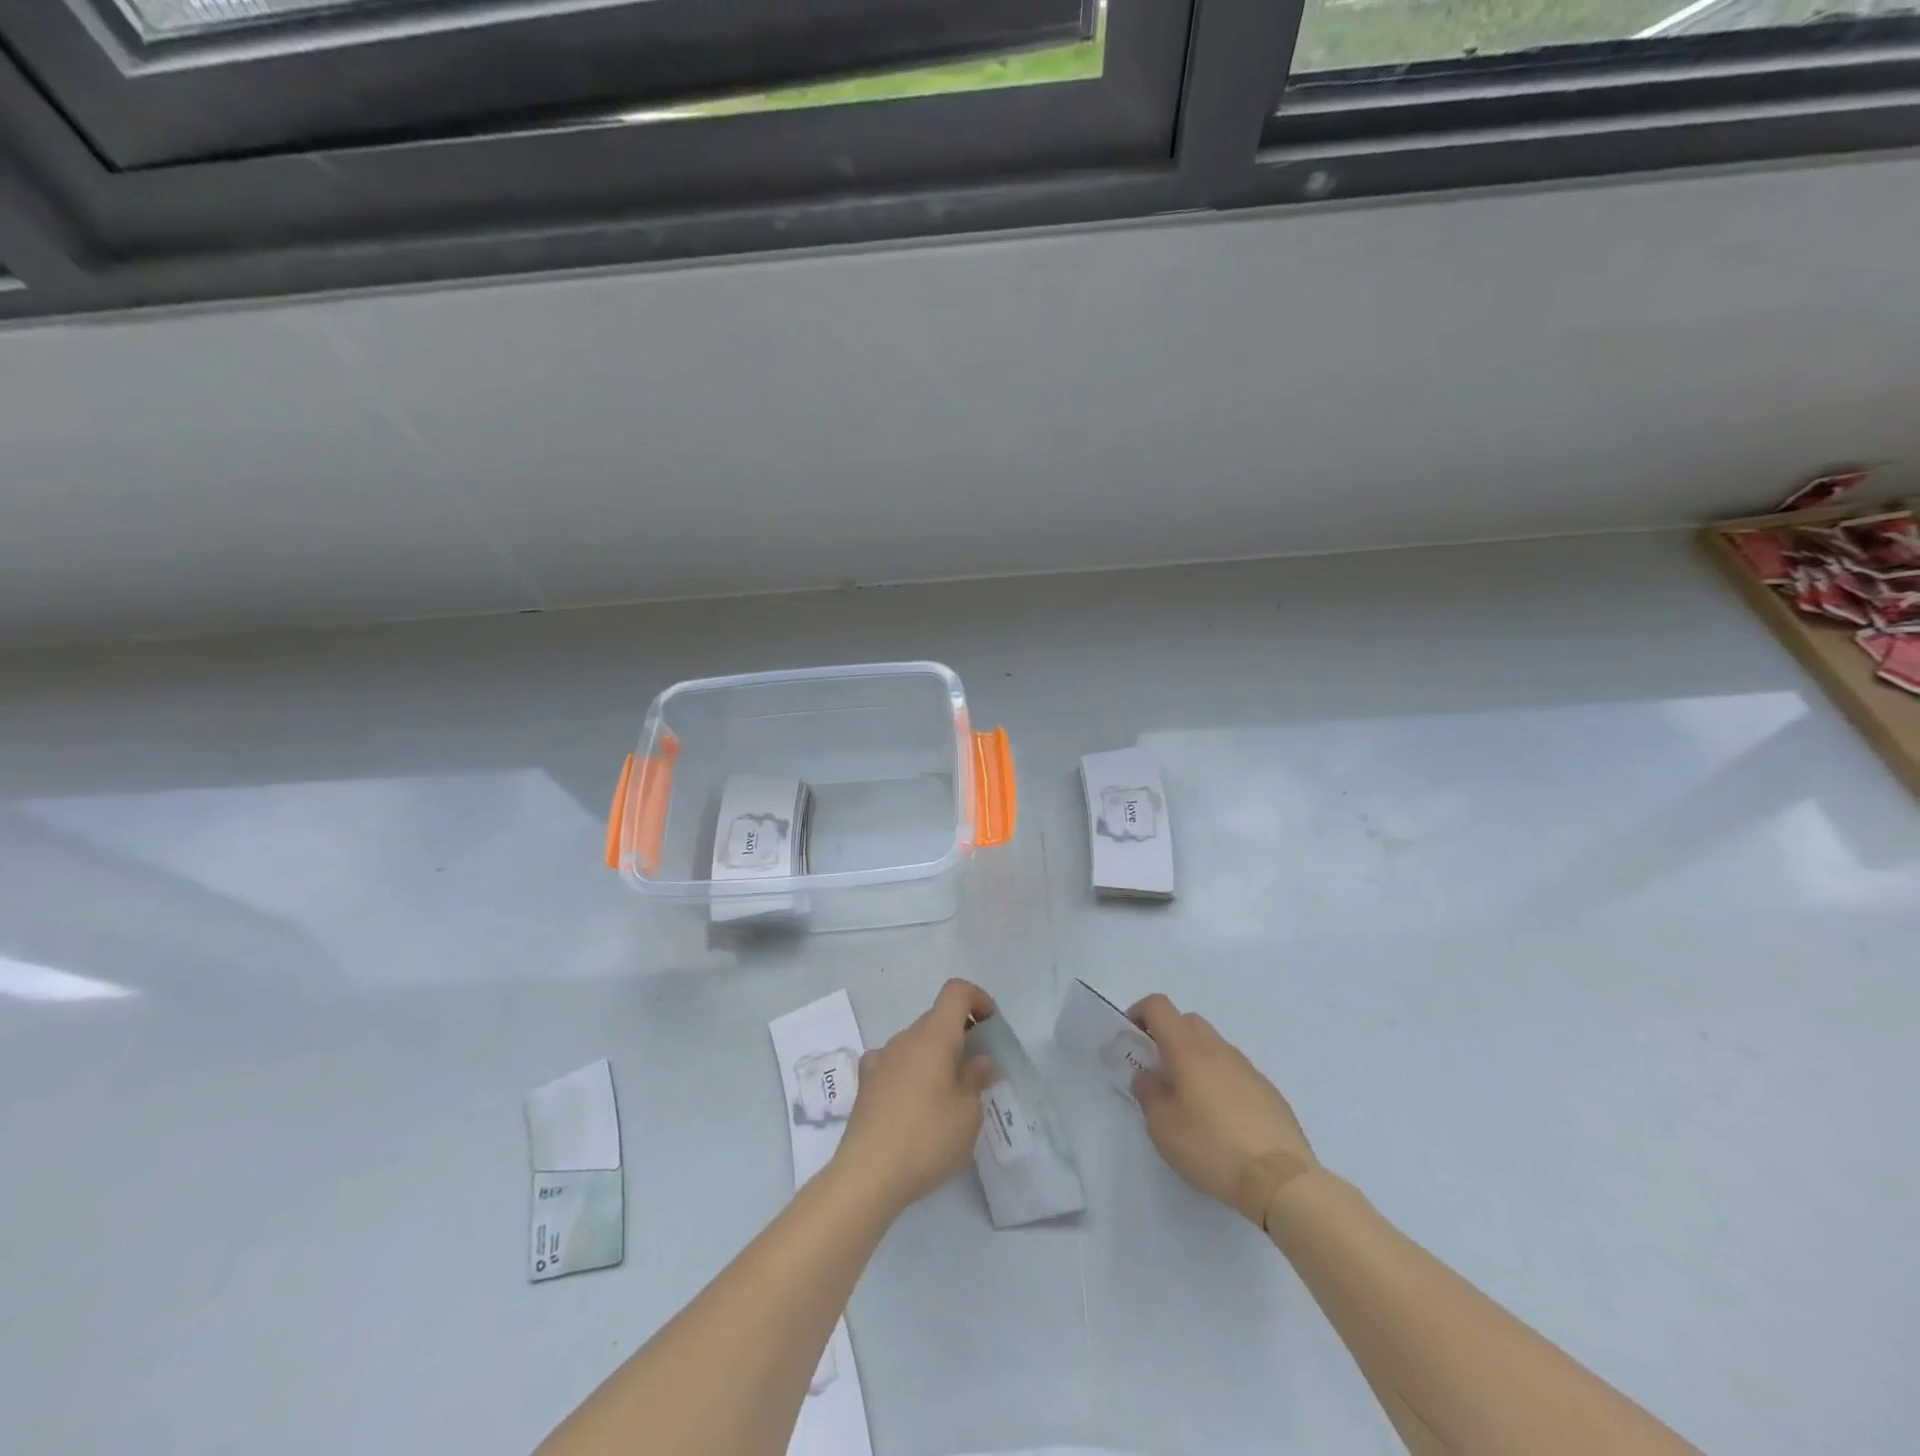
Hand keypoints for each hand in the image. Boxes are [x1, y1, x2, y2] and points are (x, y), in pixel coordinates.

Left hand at [834, 979, 997, 1214]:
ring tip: (945, 1095)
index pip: (956, 992)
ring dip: (934, 1056)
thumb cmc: (927, 1138)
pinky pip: (894, 1063)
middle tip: (975, 1071)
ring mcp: (881, 1058)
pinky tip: (912, 1103)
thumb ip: (975, 1079)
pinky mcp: (865, 1082)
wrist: (867, 1174)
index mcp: (934, 1036)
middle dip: (959, 1034)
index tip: (990, 1023)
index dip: (977, 998)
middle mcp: (905, 1038)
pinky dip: (909, 1072)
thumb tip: (977, 1060)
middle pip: (936, 1019)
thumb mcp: (968, 1113)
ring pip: (915, 1043)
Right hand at [1128, 993, 1317, 1223]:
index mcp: (1188, 1049)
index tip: (1131, 1038)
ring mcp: (1247, 1068)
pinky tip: (1222, 1119)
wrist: (1281, 1180)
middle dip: (1167, 1035)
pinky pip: (1234, 1071)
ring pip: (1213, 1046)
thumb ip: (1148, 1093)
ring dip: (1195, 1059)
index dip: (1140, 1012)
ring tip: (1191, 1100)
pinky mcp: (1268, 1090)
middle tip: (1159, 1070)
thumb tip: (1149, 1076)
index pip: (1159, 1006)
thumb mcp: (1163, 1127)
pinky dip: (1220, 1080)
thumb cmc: (1212, 1147)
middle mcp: (1218, 1049)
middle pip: (1187, 1021)